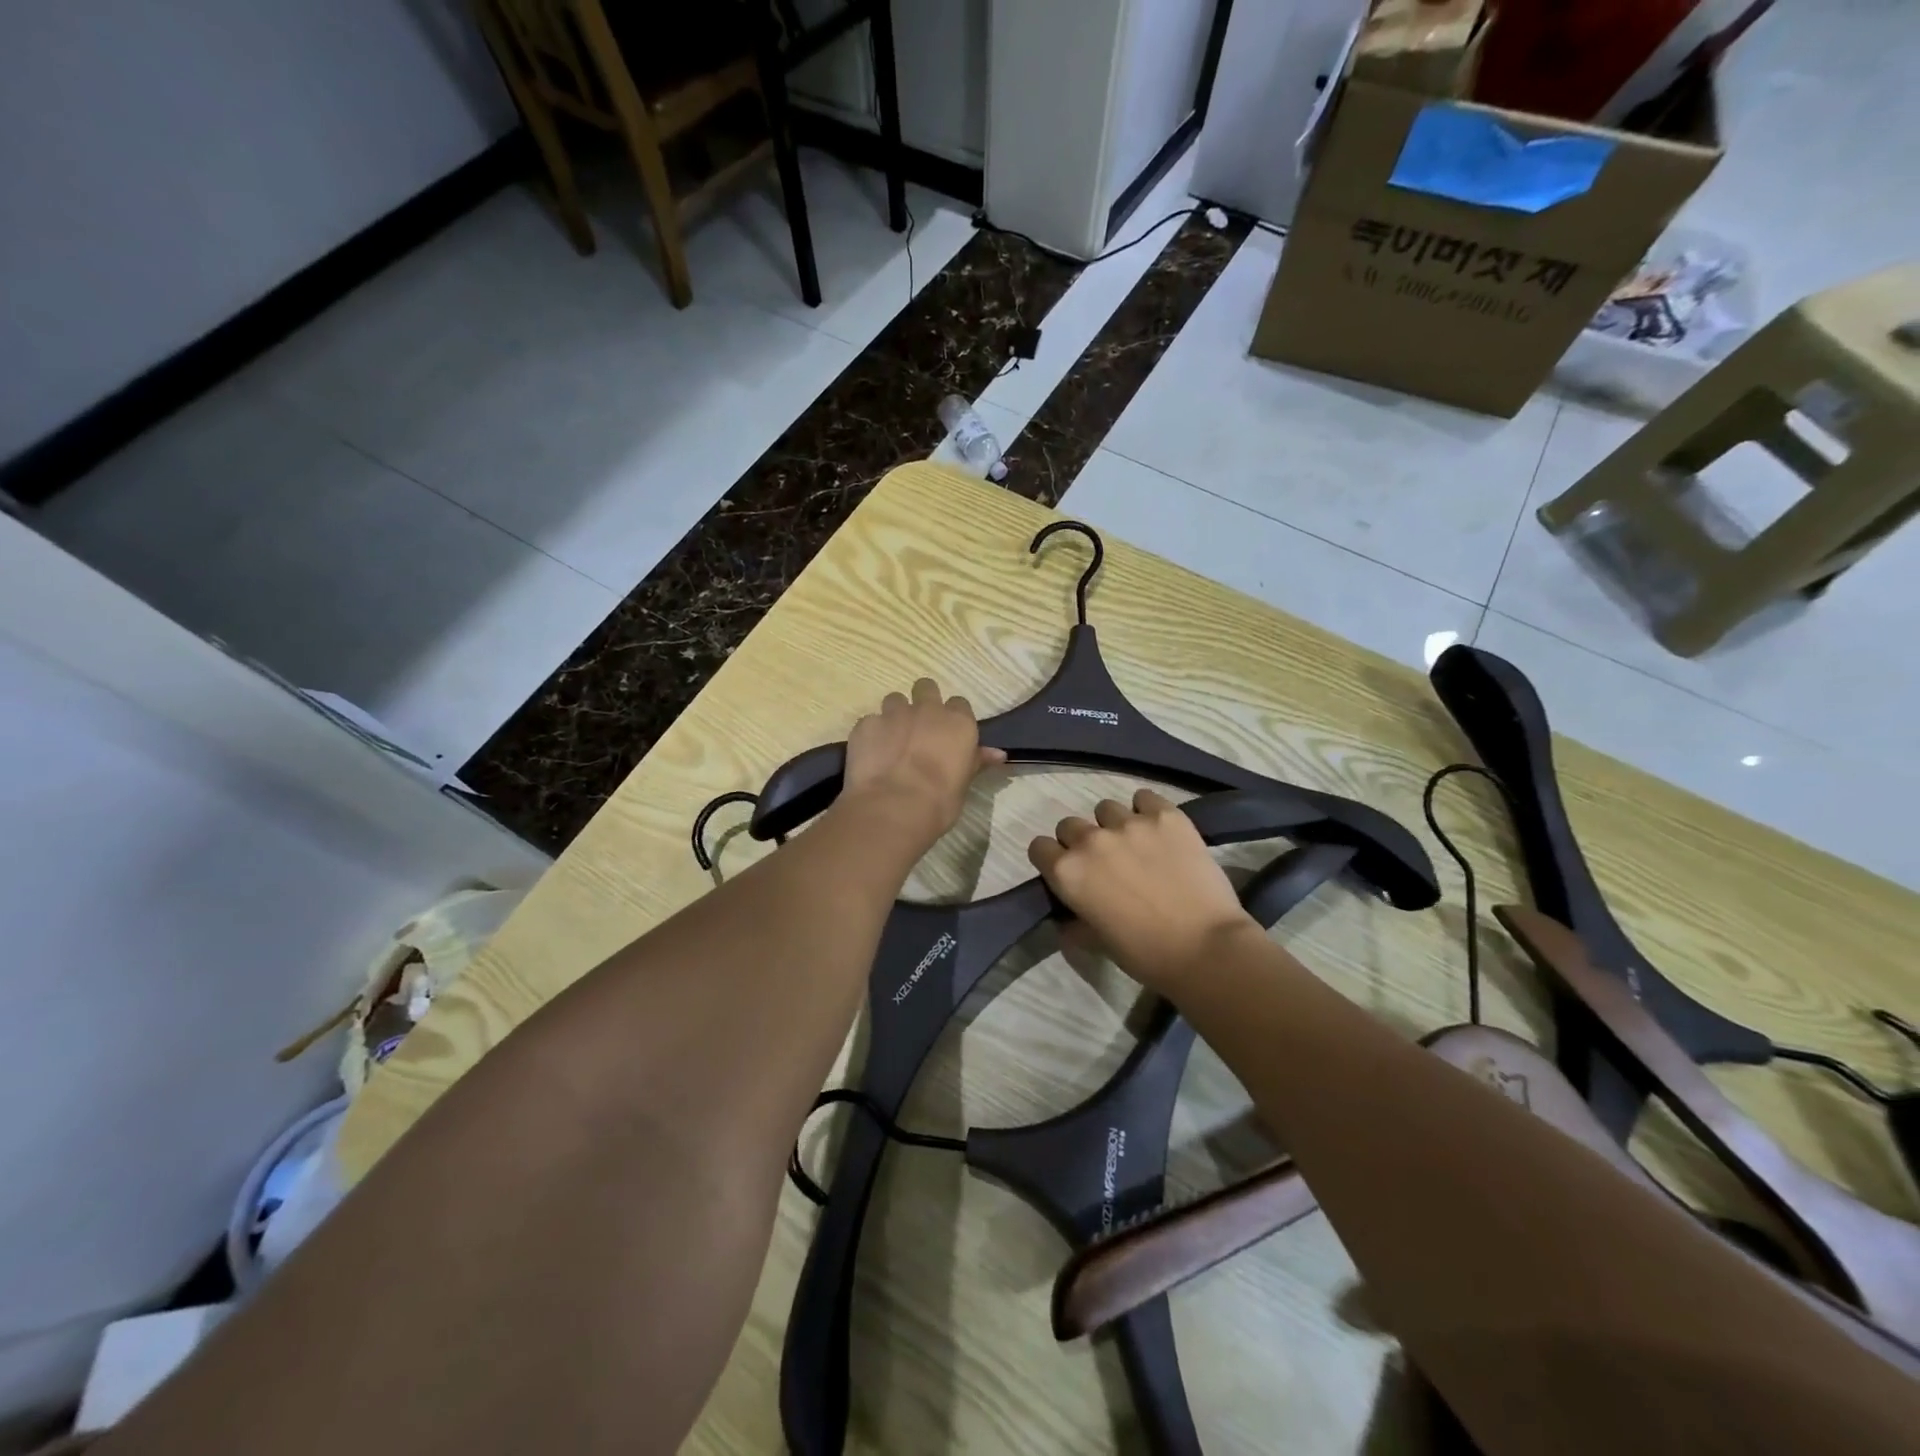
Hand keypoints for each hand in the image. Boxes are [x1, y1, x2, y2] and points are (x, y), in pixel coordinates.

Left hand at [841, 679, 1005, 855]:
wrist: (894, 807)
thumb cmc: (939, 801)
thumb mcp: (964, 783)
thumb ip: (976, 761)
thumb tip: (998, 754)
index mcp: (958, 722)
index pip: (959, 704)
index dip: (952, 718)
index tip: (948, 734)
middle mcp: (927, 709)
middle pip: (926, 687)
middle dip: (923, 701)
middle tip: (919, 728)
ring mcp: (893, 714)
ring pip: (894, 699)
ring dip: (895, 715)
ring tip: (892, 741)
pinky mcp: (866, 725)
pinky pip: (869, 722)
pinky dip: (871, 734)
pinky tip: (871, 755)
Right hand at [1029, 789, 1257, 991]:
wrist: (1206, 948)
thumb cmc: (1145, 954)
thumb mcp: (1096, 942)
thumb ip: (1074, 921)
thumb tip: (1068, 916)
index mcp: (1067, 871)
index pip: (1039, 847)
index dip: (1052, 859)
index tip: (1069, 872)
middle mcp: (1090, 840)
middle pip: (1070, 825)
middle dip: (1081, 841)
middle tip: (1106, 863)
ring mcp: (1129, 823)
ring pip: (1106, 809)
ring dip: (1114, 825)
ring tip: (1137, 845)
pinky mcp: (1165, 815)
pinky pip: (1144, 797)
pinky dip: (1147, 810)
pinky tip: (1159, 830)